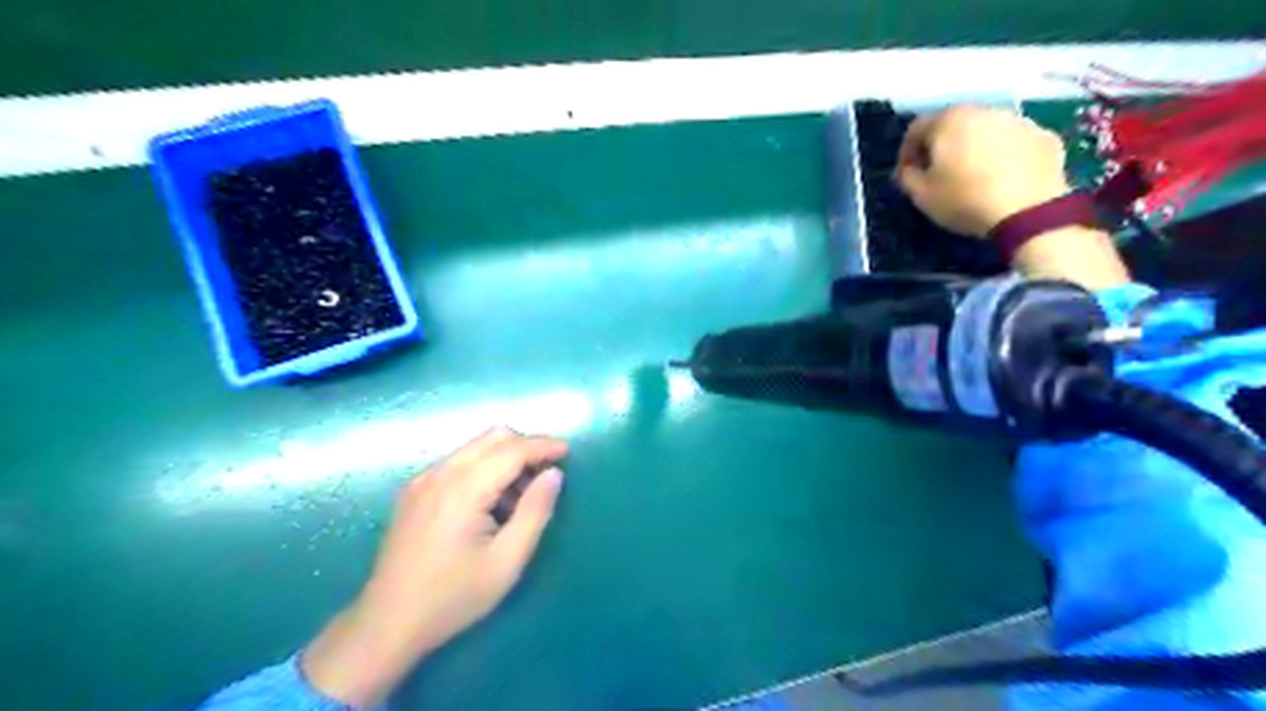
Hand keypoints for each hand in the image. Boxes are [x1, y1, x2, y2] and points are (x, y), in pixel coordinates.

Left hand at [301, 426, 564, 703]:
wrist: (386, 625)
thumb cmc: (453, 598)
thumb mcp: (507, 561)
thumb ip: (535, 512)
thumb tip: (554, 474)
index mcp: (463, 489)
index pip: (512, 449)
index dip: (544, 446)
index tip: (568, 452)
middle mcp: (440, 474)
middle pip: (493, 437)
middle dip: (526, 446)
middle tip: (547, 473)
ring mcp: (422, 480)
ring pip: (475, 447)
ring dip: (505, 457)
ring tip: (521, 495)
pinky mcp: (414, 491)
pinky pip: (458, 462)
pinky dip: (484, 467)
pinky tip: (490, 503)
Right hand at [893, 103, 1071, 237]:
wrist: (1028, 210)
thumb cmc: (964, 200)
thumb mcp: (921, 195)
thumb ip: (907, 177)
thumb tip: (909, 168)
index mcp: (949, 121)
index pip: (916, 129)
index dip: (907, 152)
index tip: (906, 174)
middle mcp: (983, 110)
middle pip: (953, 124)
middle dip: (942, 146)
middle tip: (938, 173)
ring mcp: (1018, 120)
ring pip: (986, 130)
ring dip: (974, 148)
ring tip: (973, 176)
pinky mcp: (1044, 136)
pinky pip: (1014, 142)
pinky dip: (1004, 155)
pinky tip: (1002, 179)